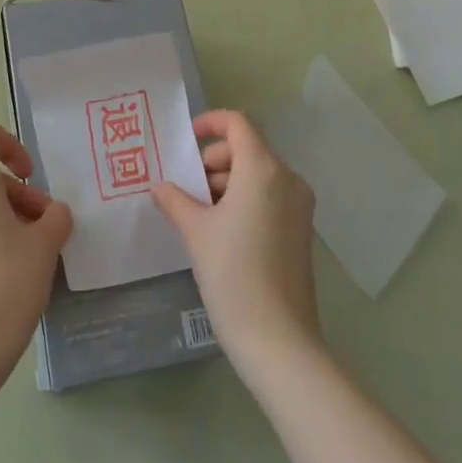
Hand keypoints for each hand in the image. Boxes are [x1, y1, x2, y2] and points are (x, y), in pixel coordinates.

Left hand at [0, 119, 72, 388]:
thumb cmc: (7, 283)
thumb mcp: (46, 245)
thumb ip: (55, 217)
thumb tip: (52, 215)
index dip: (11, 144)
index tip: (30, 177)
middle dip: (19, 196)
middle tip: (44, 230)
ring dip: (4, 218)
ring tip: (29, 256)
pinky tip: (4, 276)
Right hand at [151, 110, 320, 369]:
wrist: (278, 339)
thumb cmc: (232, 274)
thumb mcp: (195, 232)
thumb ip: (175, 200)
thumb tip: (160, 187)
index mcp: (263, 169)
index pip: (238, 124)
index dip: (210, 123)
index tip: (185, 141)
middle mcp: (287, 178)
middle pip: (248, 148)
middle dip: (214, 160)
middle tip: (187, 186)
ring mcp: (299, 205)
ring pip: (258, 174)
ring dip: (227, 182)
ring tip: (197, 212)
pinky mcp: (301, 230)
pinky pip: (270, 196)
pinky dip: (244, 199)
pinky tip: (220, 229)